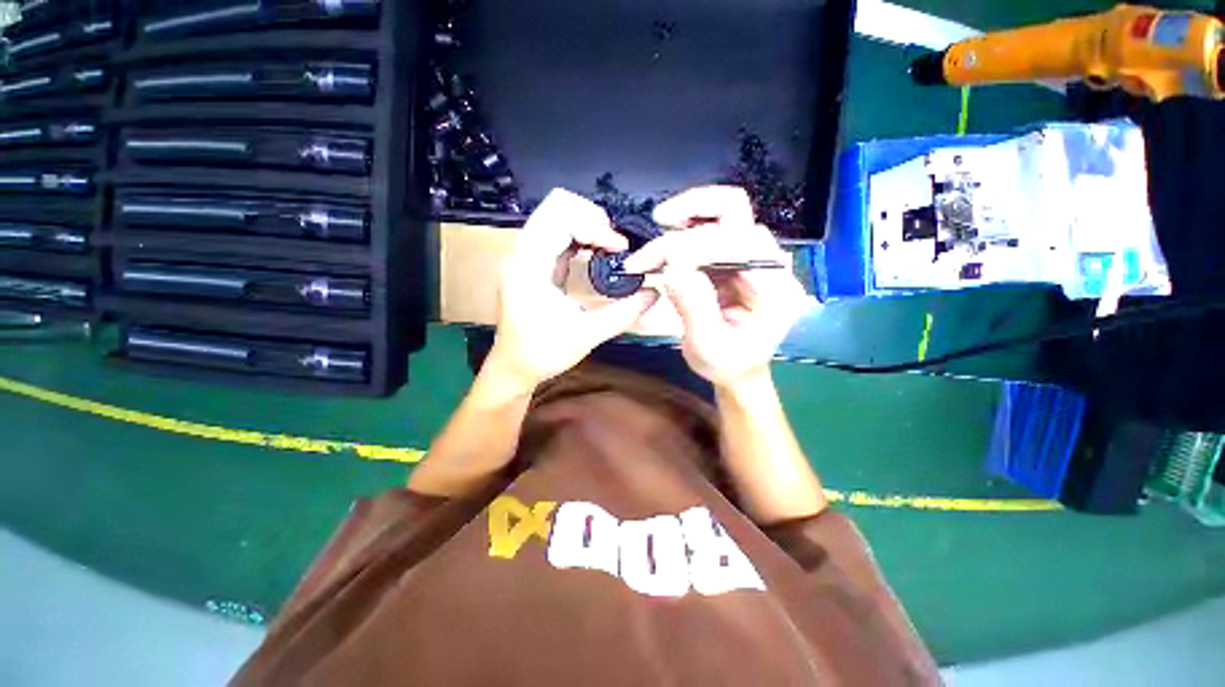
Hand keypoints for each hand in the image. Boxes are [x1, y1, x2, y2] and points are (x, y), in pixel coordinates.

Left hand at [487, 188, 659, 392]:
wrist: (513, 368)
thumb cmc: (543, 353)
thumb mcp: (586, 335)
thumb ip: (623, 313)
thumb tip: (655, 293)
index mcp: (530, 265)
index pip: (561, 218)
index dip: (596, 227)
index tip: (620, 249)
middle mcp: (522, 253)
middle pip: (556, 207)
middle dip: (592, 218)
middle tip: (616, 243)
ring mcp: (525, 256)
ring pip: (555, 217)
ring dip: (587, 226)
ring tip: (610, 247)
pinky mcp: (532, 264)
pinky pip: (556, 235)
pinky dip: (580, 238)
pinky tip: (596, 255)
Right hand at [622, 186, 811, 389]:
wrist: (738, 368)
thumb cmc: (727, 363)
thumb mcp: (708, 346)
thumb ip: (694, 307)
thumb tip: (672, 265)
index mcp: (775, 290)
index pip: (740, 244)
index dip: (696, 246)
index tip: (660, 262)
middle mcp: (771, 264)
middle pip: (735, 214)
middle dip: (689, 221)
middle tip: (655, 230)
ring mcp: (755, 255)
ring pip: (724, 212)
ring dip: (688, 214)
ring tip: (659, 225)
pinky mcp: (737, 255)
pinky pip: (713, 226)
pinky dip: (688, 225)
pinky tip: (670, 234)